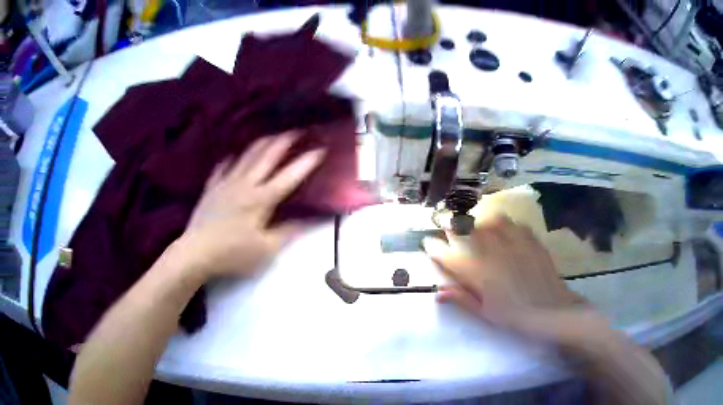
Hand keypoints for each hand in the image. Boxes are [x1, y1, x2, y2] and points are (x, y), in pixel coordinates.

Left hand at [177, 130, 324, 278]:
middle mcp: (245, 184)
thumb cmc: (233, 254)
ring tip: (271, 136)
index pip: (289, 177)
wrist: (196, 252)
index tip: (321, 149)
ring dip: (261, 144)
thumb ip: (289, 232)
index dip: (306, 162)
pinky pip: (222, 167)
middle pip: (267, 157)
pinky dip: (230, 159)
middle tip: (296, 130)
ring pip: (246, 156)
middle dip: (283, 141)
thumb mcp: (266, 250)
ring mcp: (225, 183)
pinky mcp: (211, 188)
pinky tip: (233, 156)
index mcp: (261, 199)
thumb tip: (311, 220)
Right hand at [423, 215, 590, 339]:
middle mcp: (493, 251)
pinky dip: (504, 223)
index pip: (448, 255)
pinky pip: (513, 223)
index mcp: (478, 272)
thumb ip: (461, 298)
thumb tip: (438, 293)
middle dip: (452, 225)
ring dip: (478, 220)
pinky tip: (504, 229)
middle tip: (446, 225)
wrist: (550, 310)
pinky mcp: (530, 239)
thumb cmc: (514, 316)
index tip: (428, 244)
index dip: (435, 248)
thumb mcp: (484, 312)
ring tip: (476, 225)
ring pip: (490, 219)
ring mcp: (513, 242)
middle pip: (467, 229)